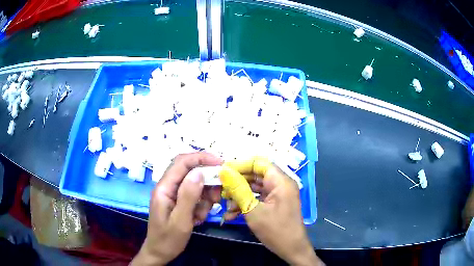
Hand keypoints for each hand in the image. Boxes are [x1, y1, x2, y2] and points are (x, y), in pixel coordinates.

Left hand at [131, 152, 222, 265]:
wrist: (160, 252)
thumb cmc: (168, 239)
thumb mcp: (180, 220)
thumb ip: (188, 196)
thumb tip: (199, 172)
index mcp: (164, 188)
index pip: (181, 163)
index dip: (201, 158)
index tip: (220, 163)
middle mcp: (167, 187)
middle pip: (189, 171)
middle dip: (206, 180)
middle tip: (218, 195)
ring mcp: (173, 194)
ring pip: (194, 184)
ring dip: (205, 196)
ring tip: (203, 214)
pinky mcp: (178, 202)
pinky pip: (194, 196)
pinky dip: (201, 205)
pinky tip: (198, 218)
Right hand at [220, 157, 323, 265]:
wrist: (291, 250)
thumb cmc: (275, 230)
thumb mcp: (253, 210)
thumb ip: (238, 189)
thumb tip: (224, 171)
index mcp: (280, 181)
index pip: (258, 163)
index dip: (240, 165)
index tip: (222, 171)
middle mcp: (280, 184)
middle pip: (255, 175)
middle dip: (237, 183)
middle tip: (220, 189)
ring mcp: (277, 195)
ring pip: (254, 188)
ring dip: (239, 196)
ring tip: (225, 205)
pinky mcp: (274, 204)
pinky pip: (258, 198)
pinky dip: (245, 204)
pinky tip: (232, 214)